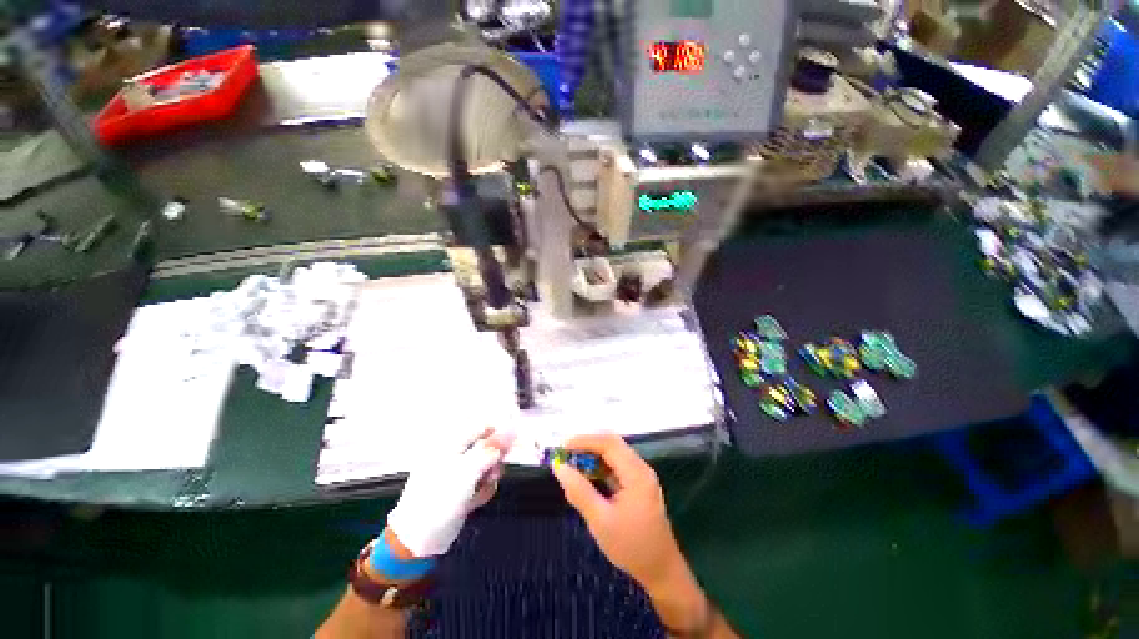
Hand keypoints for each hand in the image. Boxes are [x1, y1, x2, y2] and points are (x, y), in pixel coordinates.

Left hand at [387, 429, 513, 557]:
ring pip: (487, 465)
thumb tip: (512, 429)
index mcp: (452, 442)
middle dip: (494, 460)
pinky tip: (474, 502)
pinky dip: (482, 490)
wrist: (416, 541)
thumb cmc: (439, 499)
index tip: (510, 449)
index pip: (484, 427)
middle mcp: (455, 453)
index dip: (500, 435)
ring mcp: (457, 472)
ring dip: (489, 477)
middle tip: (491, 473)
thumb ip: (490, 449)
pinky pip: (481, 482)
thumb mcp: (467, 471)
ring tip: (480, 489)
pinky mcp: (461, 489)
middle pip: (487, 447)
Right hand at [551, 434, 686, 590]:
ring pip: (613, 454)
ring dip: (592, 455)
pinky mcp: (636, 484)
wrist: (661, 571)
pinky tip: (585, 476)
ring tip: (571, 463)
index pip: (609, 444)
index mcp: (636, 473)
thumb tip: (559, 468)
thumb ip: (579, 492)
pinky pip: (615, 466)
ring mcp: (640, 475)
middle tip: (564, 454)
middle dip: (587, 445)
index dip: (584, 441)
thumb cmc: (631, 547)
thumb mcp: (601, 521)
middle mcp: (640, 468)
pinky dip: (599, 467)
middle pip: (612, 444)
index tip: (562, 447)